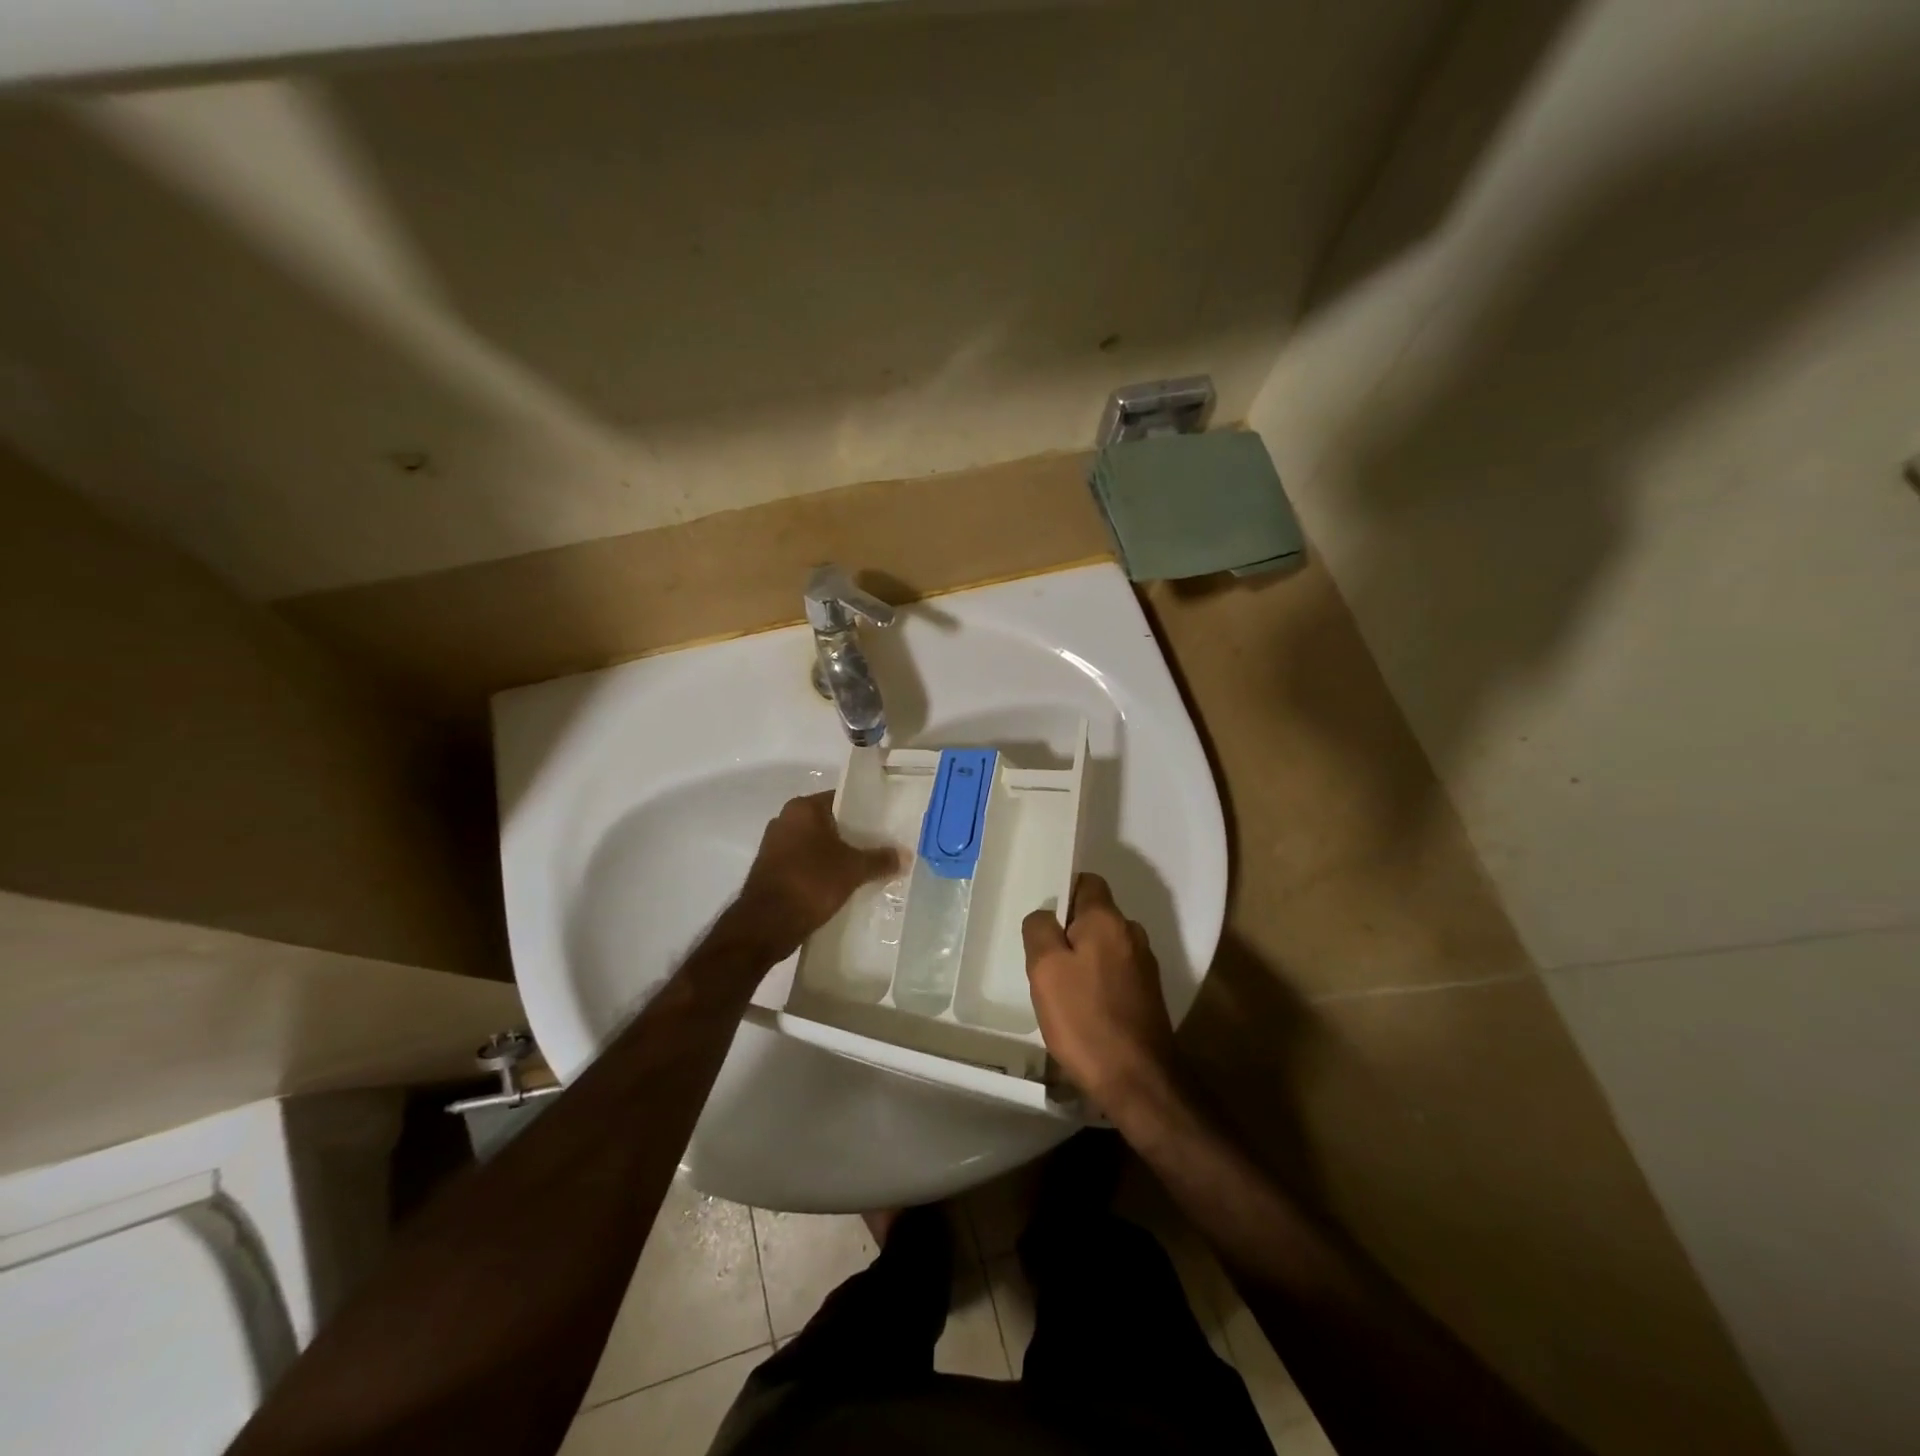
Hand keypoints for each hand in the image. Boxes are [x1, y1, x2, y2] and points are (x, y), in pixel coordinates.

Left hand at [735, 792, 900, 959]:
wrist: (766, 924)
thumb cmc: (811, 882)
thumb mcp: (854, 869)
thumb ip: (880, 859)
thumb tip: (905, 855)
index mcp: (802, 808)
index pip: (841, 799)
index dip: (864, 812)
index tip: (884, 826)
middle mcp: (785, 820)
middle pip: (829, 823)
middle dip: (852, 837)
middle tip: (879, 849)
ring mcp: (774, 846)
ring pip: (816, 845)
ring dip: (836, 856)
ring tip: (864, 869)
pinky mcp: (771, 870)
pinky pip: (804, 864)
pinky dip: (821, 872)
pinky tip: (841, 886)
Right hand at [1021, 873, 1176, 1108]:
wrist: (1137, 1080)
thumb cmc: (1085, 1019)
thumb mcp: (1045, 970)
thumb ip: (1040, 930)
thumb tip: (1046, 916)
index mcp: (1108, 920)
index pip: (1087, 882)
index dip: (1064, 892)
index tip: (1044, 921)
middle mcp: (1132, 934)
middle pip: (1095, 916)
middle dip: (1070, 931)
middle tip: (1045, 962)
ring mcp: (1145, 965)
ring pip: (1105, 946)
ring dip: (1084, 959)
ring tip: (1062, 990)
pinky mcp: (1148, 994)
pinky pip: (1115, 971)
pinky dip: (1098, 980)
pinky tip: (1084, 1009)